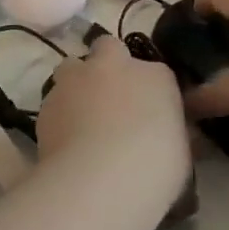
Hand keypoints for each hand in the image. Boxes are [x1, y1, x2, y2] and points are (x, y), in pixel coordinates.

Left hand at [37, 34, 191, 205]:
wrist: (100, 181)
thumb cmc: (154, 169)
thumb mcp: (180, 153)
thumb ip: (169, 131)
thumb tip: (165, 132)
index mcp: (156, 76)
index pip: (155, 72)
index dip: (149, 90)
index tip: (149, 113)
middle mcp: (116, 66)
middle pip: (108, 48)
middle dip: (107, 65)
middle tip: (109, 98)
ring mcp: (78, 78)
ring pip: (72, 67)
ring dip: (77, 84)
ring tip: (80, 118)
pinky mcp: (48, 100)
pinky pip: (54, 100)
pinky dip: (59, 114)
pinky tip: (64, 140)